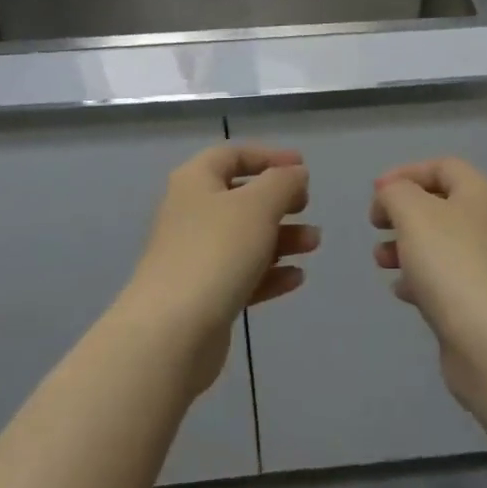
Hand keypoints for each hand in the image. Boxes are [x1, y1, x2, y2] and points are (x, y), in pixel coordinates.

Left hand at [123, 144, 316, 396]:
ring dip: (282, 238)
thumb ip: (283, 183)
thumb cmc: (216, 252)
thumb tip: (295, 173)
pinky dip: (269, 273)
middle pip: (240, 198)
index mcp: (195, 182)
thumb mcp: (258, 206)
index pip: (232, 155)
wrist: (172, 332)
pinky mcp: (203, 295)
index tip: (302, 168)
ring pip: (245, 238)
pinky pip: (242, 275)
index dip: (269, 156)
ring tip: (314, 245)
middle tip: (306, 206)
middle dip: (279, 201)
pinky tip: (296, 279)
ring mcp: (195, 257)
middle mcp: (191, 214)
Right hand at [369, 158, 486, 408]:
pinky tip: (402, 292)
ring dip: (406, 246)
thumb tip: (392, 196)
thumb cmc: (452, 264)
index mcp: (481, 194)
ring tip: (381, 261)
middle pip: (441, 205)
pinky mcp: (480, 302)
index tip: (375, 193)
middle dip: (402, 212)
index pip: (444, 167)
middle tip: (376, 226)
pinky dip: (420, 279)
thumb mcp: (414, 213)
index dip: (406, 173)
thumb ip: (396, 193)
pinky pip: (444, 279)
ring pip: (440, 244)